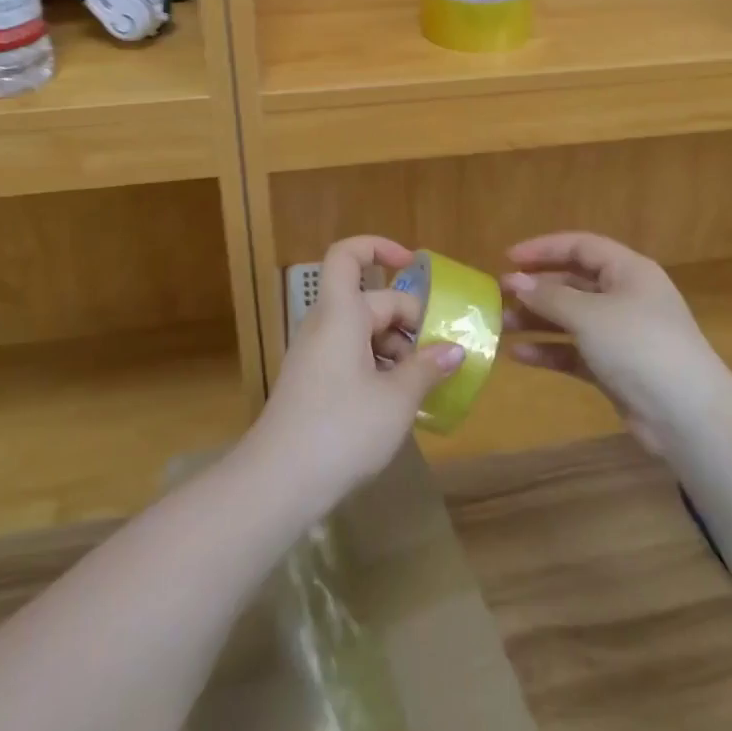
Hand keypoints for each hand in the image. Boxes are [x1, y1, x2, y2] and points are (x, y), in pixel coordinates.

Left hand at [250, 235, 465, 514]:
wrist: (277, 483)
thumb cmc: (341, 430)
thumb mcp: (396, 399)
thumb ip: (427, 368)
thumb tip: (454, 349)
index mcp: (341, 313)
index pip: (348, 255)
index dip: (378, 247)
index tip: (414, 264)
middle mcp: (326, 325)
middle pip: (372, 301)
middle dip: (410, 322)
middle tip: (442, 356)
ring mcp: (317, 355)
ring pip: (365, 332)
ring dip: (398, 349)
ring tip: (426, 384)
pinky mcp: (314, 382)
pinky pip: (353, 357)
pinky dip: (380, 368)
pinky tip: (401, 402)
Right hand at [502, 232, 728, 453]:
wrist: (687, 415)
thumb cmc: (639, 346)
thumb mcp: (589, 315)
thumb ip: (548, 297)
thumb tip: (514, 282)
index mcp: (628, 271)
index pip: (581, 246)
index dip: (544, 249)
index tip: (508, 258)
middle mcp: (625, 296)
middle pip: (573, 282)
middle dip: (537, 288)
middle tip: (500, 295)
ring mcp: (621, 334)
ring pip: (571, 318)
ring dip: (538, 320)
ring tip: (502, 326)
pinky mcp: (615, 368)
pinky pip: (575, 351)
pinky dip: (550, 350)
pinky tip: (519, 356)